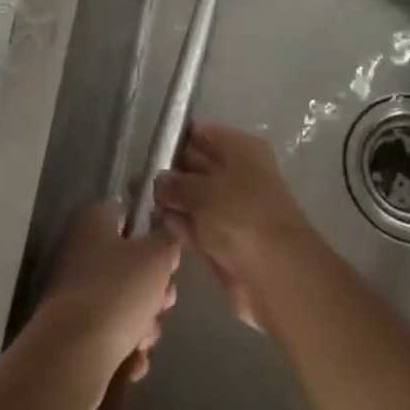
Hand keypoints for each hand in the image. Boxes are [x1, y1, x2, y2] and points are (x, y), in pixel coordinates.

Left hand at [37, 199, 179, 385]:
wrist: (73, 355)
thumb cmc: (118, 291)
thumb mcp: (157, 257)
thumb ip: (167, 241)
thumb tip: (164, 241)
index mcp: (93, 221)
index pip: (128, 214)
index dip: (152, 234)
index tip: (168, 259)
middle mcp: (79, 250)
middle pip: (129, 262)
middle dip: (154, 289)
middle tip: (164, 303)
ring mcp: (73, 291)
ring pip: (122, 300)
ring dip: (144, 322)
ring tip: (146, 338)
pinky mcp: (72, 328)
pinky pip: (108, 330)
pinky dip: (125, 346)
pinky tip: (135, 361)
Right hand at [153, 121, 320, 331]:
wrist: (275, 275)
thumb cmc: (242, 216)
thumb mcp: (204, 191)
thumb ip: (176, 183)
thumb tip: (158, 180)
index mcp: (240, 150)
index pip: (203, 134)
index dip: (176, 138)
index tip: (148, 148)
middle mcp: (236, 175)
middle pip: (195, 166)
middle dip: (167, 172)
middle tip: (133, 180)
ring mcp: (229, 210)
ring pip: (192, 198)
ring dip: (168, 200)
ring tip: (133, 200)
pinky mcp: (222, 241)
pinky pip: (194, 225)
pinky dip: (176, 225)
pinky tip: (150, 224)